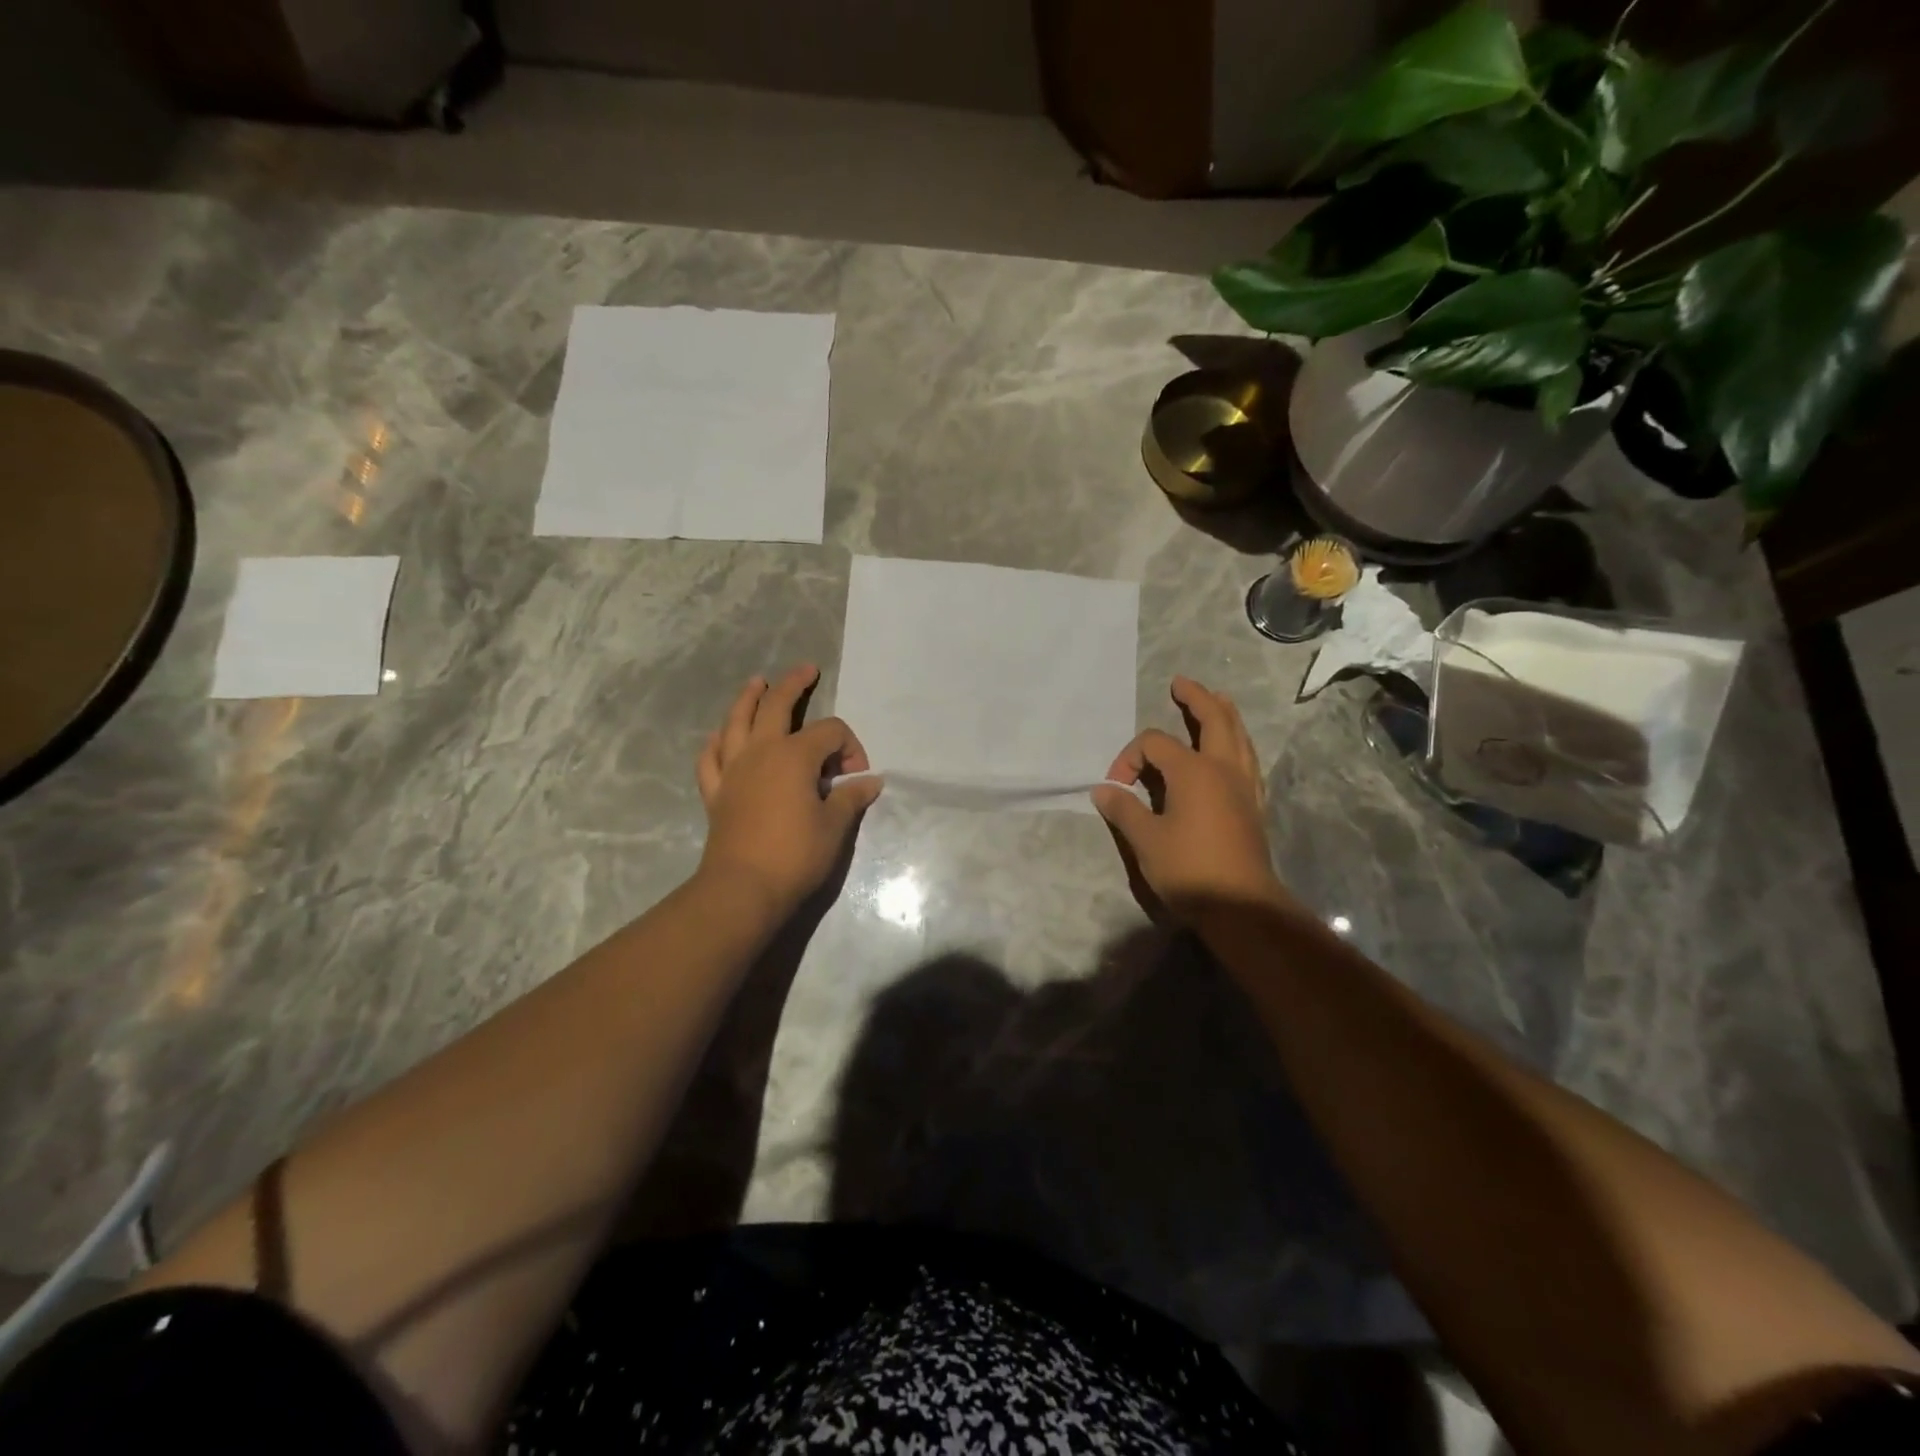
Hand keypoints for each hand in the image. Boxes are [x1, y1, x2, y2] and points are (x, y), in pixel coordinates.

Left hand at [695, 665, 882, 916]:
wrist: (743, 888)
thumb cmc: (795, 855)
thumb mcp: (834, 826)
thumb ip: (851, 798)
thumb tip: (870, 781)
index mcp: (794, 756)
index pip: (829, 733)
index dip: (849, 747)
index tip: (856, 777)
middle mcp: (760, 752)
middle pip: (777, 706)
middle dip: (794, 684)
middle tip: (807, 670)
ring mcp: (733, 770)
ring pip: (736, 722)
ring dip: (748, 698)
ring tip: (756, 682)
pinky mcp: (716, 792)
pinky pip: (711, 758)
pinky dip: (716, 743)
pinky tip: (720, 736)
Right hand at [1091, 677, 1285, 921]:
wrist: (1240, 906)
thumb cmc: (1189, 869)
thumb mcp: (1145, 840)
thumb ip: (1123, 808)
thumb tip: (1102, 789)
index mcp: (1193, 771)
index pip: (1154, 744)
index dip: (1129, 758)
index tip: (1115, 787)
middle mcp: (1223, 768)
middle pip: (1214, 719)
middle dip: (1196, 698)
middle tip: (1181, 684)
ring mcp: (1244, 785)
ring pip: (1239, 736)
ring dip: (1224, 714)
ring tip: (1216, 700)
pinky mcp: (1253, 804)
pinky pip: (1248, 759)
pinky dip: (1238, 742)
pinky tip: (1233, 750)